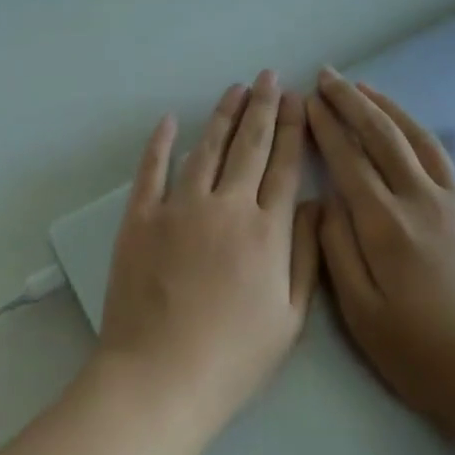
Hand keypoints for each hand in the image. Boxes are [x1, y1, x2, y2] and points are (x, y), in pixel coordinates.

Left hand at [93, 71, 319, 448]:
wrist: (160, 377)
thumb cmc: (233, 357)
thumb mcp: (289, 317)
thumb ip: (305, 255)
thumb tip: (312, 203)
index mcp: (266, 231)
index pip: (284, 166)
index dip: (293, 129)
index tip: (298, 100)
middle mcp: (226, 206)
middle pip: (249, 145)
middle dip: (263, 107)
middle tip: (269, 77)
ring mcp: (179, 207)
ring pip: (206, 148)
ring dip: (222, 115)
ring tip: (235, 88)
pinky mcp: (141, 217)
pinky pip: (151, 169)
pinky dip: (159, 142)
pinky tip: (168, 119)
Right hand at [302, 69, 454, 453]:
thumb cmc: (424, 356)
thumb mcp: (361, 314)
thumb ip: (338, 250)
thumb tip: (325, 200)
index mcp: (385, 223)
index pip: (348, 159)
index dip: (326, 126)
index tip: (307, 100)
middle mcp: (424, 200)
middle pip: (383, 137)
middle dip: (352, 102)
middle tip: (329, 76)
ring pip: (424, 142)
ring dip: (395, 110)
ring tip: (370, 88)